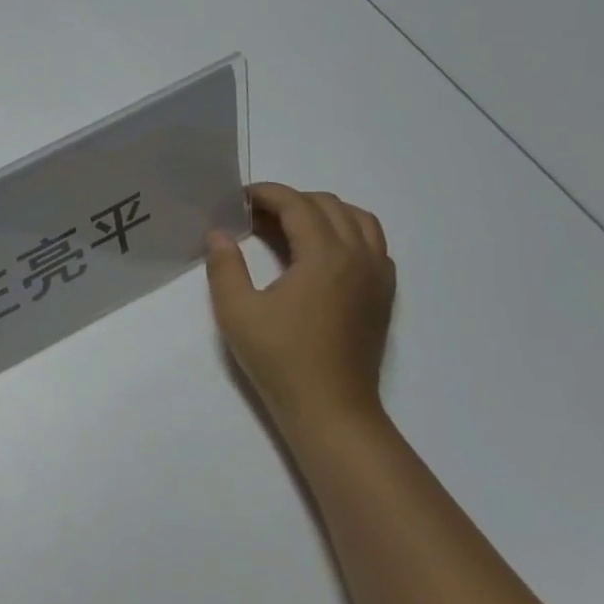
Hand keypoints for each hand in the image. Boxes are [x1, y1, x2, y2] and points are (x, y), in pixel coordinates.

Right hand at [204, 184, 395, 451]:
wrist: (331, 409)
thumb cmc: (281, 359)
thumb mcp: (237, 311)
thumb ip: (224, 266)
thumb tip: (219, 233)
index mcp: (325, 256)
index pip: (297, 204)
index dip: (267, 194)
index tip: (239, 198)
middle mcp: (359, 256)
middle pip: (328, 205)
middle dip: (290, 201)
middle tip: (255, 217)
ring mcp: (377, 276)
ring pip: (358, 220)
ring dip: (323, 213)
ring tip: (290, 228)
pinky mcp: (383, 295)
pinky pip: (373, 245)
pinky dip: (347, 234)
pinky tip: (321, 255)